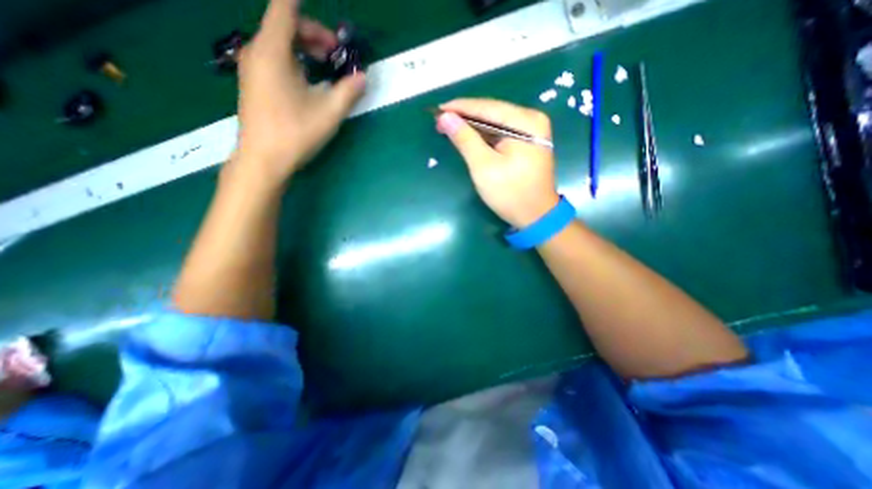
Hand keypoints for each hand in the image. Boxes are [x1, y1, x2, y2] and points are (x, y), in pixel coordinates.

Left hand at [231, 0, 364, 181]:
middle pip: (284, 26)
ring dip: (305, 50)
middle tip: (336, 54)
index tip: (318, 4)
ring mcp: (253, 69)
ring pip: (280, 45)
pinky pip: (275, 60)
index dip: (300, 2)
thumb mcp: (329, 112)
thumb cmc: (295, 133)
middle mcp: (257, 53)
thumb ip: (348, 92)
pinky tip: (309, 82)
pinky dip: (295, 62)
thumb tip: (363, 77)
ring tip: (326, 69)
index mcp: (273, 52)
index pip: (285, 8)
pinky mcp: (254, 84)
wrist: (264, 159)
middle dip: (314, 34)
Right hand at [435, 98, 557, 229]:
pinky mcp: (528, 142)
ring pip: (495, 122)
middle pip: (492, 112)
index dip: (460, 107)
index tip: (436, 110)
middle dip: (465, 117)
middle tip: (440, 121)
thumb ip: (465, 139)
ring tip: (449, 128)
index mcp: (525, 122)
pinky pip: (501, 132)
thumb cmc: (509, 193)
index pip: (487, 107)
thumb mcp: (483, 167)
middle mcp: (532, 119)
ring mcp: (532, 131)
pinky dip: (484, 135)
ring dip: (473, 126)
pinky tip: (469, 137)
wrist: (535, 216)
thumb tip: (445, 117)